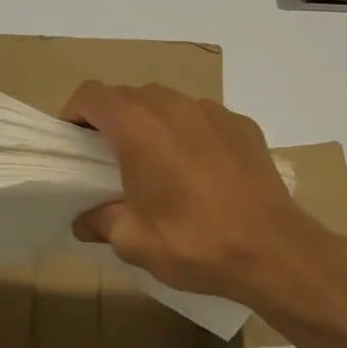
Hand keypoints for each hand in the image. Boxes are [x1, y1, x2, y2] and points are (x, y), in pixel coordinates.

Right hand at [62, 82, 326, 307]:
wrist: (274, 252)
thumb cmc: (195, 244)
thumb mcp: (134, 242)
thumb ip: (101, 222)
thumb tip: (84, 221)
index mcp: (139, 130)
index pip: (93, 95)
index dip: (74, 112)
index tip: (72, 140)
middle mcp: (175, 108)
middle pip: (129, 95)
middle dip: (111, 118)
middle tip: (107, 156)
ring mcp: (214, 113)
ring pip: (168, 102)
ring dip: (151, 122)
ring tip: (154, 162)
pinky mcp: (243, 127)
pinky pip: (202, 118)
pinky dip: (188, 132)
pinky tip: (198, 170)